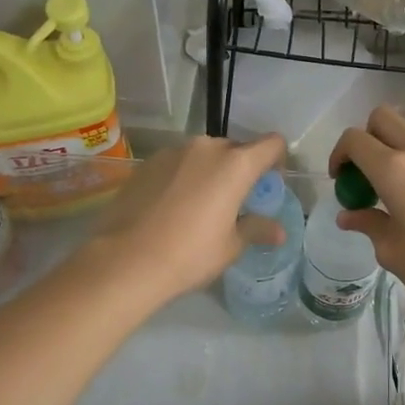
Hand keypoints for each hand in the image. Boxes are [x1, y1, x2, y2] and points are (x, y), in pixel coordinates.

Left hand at [87, 135, 287, 307]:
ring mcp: (173, 152)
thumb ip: (256, 229)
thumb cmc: (190, 254)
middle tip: (235, 201)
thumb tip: (279, 232)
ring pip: (203, 155)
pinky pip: (176, 164)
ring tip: (199, 206)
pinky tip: (171, 208)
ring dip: (209, 172)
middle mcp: (206, 148)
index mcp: (236, 164)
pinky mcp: (147, 164)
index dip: (277, 160)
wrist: (126, 260)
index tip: (269, 184)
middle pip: (235, 149)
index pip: (271, 144)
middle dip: (241, 169)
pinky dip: (182, 178)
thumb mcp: (231, 246)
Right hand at [328, 106, 404, 312]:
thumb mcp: (392, 252)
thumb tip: (349, 216)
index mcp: (393, 170)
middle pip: (383, 117)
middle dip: (366, 138)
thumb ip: (368, 225)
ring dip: (395, 145)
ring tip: (399, 184)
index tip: (341, 180)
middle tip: (367, 174)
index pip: (354, 139)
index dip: (339, 154)